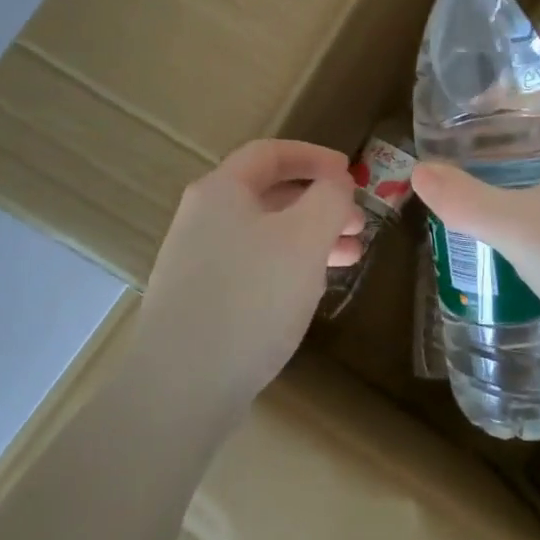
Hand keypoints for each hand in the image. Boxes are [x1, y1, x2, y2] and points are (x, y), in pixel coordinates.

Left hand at [140, 139, 363, 402]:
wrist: (181, 386)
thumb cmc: (250, 298)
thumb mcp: (304, 239)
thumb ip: (328, 198)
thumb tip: (335, 182)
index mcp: (221, 190)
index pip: (271, 153)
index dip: (315, 157)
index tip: (351, 174)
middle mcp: (203, 217)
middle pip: (269, 194)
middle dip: (319, 203)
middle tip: (358, 224)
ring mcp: (198, 260)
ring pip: (265, 233)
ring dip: (310, 237)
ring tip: (350, 257)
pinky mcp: (201, 299)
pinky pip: (253, 265)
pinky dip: (288, 265)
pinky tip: (311, 288)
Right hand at [410, 88, 539, 394]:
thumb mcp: (522, 230)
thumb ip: (466, 200)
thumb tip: (418, 171)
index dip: (510, 96)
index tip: (465, 111)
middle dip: (501, 141)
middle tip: (455, 152)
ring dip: (513, 180)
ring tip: (468, 190)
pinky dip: (528, 215)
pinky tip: (502, 237)